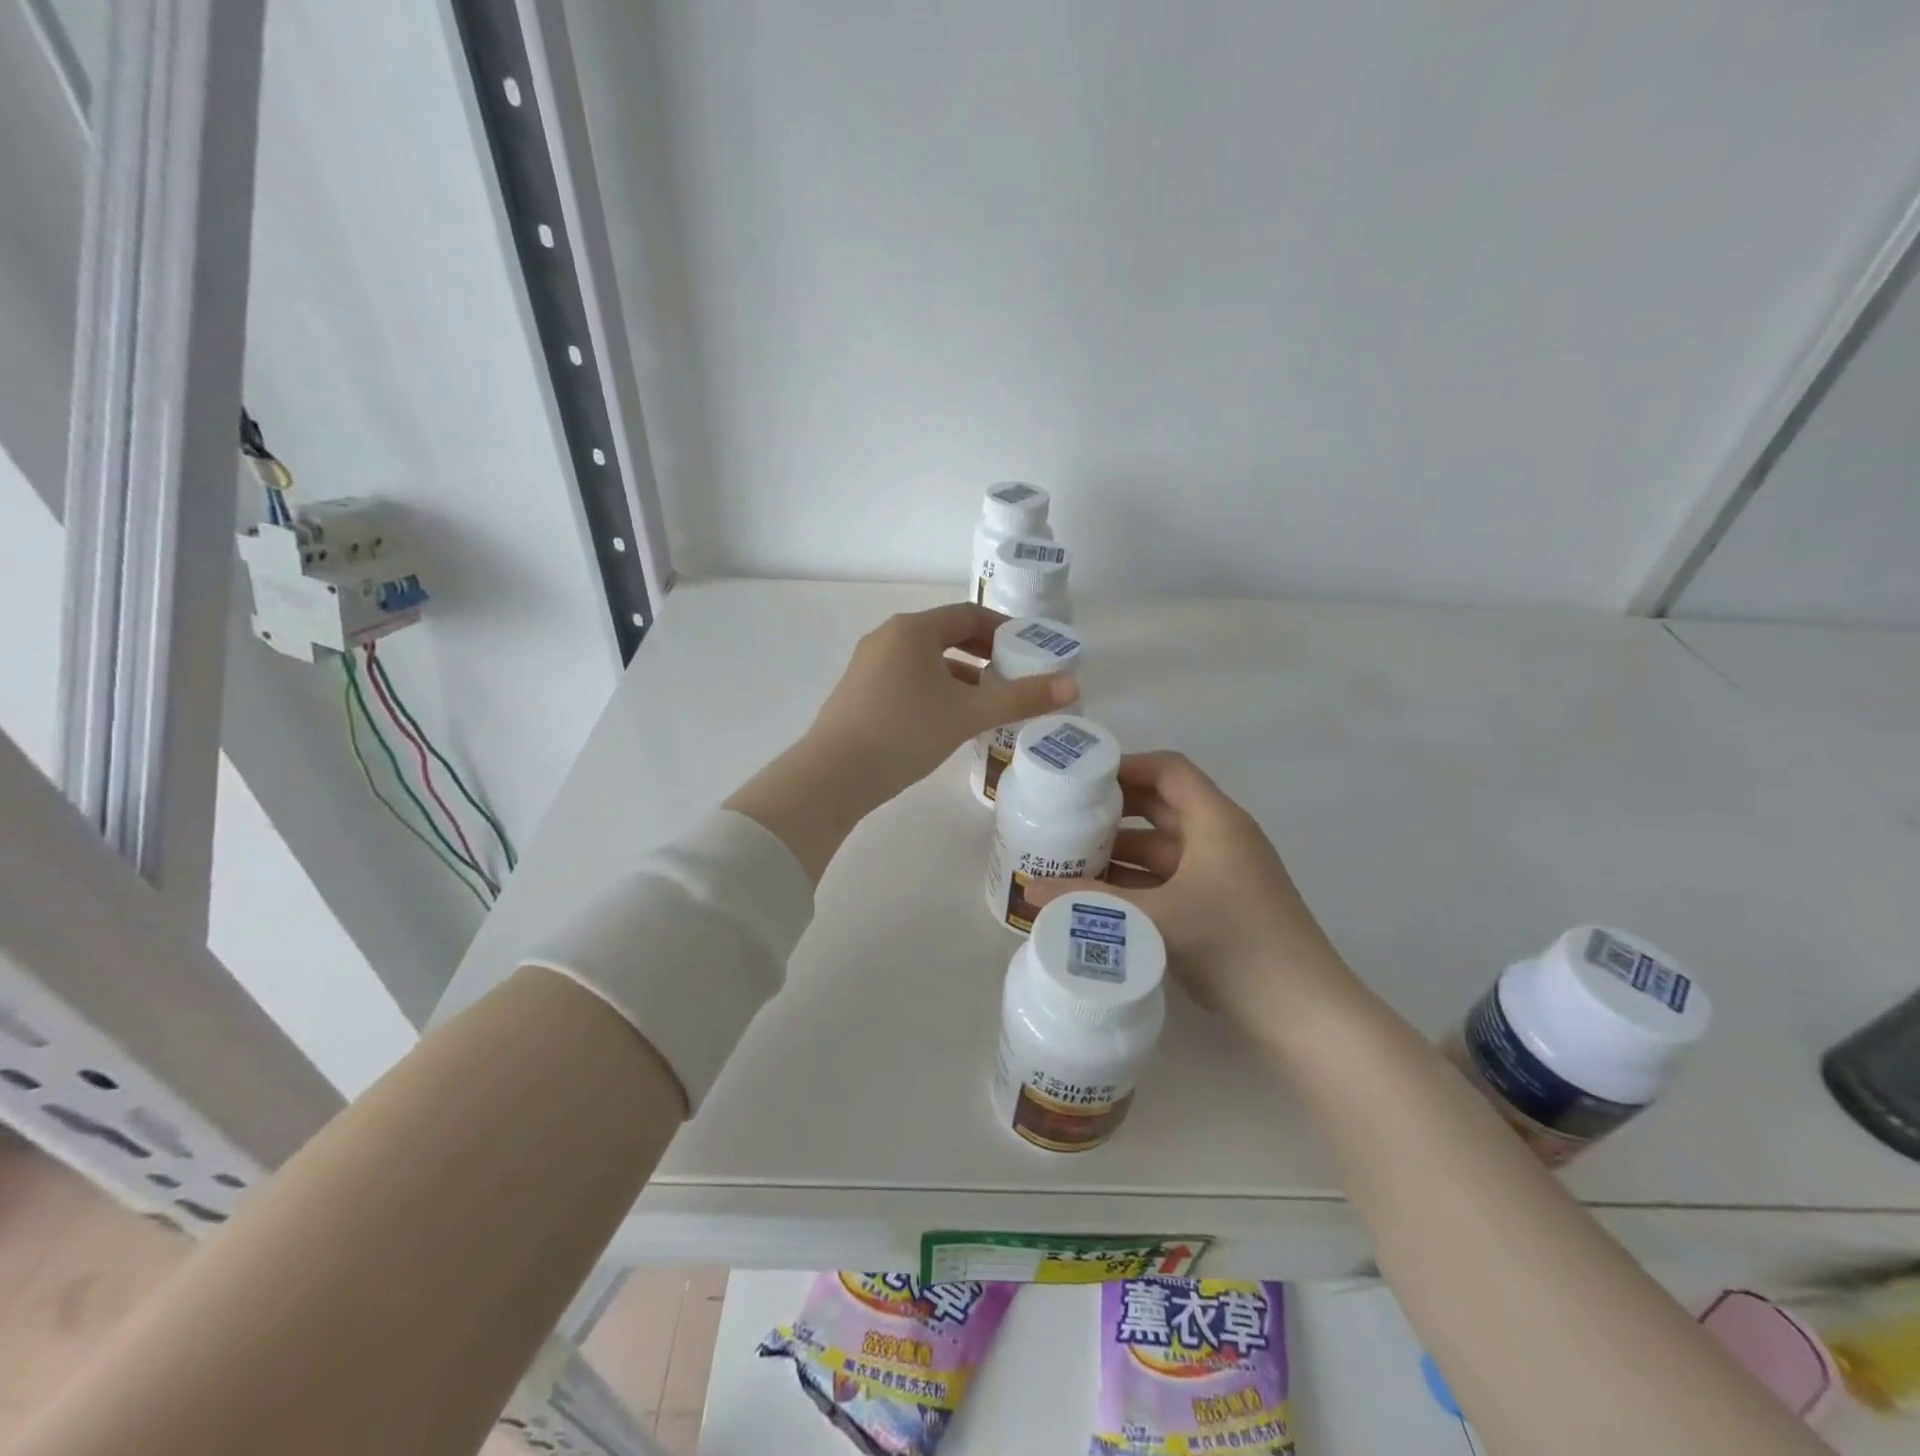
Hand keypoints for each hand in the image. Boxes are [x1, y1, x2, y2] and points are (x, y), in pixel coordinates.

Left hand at [805, 602, 1079, 803]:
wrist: (834, 775)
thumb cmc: (905, 732)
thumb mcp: (968, 715)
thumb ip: (1020, 699)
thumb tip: (1073, 686)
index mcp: (913, 630)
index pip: (969, 615)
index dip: (1004, 629)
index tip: (1030, 649)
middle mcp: (888, 637)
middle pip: (947, 635)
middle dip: (984, 654)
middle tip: (1015, 675)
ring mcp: (869, 664)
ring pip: (926, 661)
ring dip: (961, 675)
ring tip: (988, 702)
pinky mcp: (859, 691)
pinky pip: (908, 679)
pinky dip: (936, 690)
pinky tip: (949, 719)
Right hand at [1028, 751, 1347, 1027]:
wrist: (1303, 1013)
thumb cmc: (1234, 944)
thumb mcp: (1156, 917)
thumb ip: (1091, 902)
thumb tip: (1028, 889)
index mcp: (1216, 821)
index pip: (1169, 770)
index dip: (1126, 766)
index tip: (1080, 780)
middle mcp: (1220, 839)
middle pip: (1161, 807)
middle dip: (1113, 811)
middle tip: (1064, 817)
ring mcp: (1221, 875)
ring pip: (1162, 848)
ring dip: (1120, 851)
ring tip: (1069, 857)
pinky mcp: (1217, 908)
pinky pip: (1168, 880)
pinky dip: (1135, 882)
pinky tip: (1099, 897)